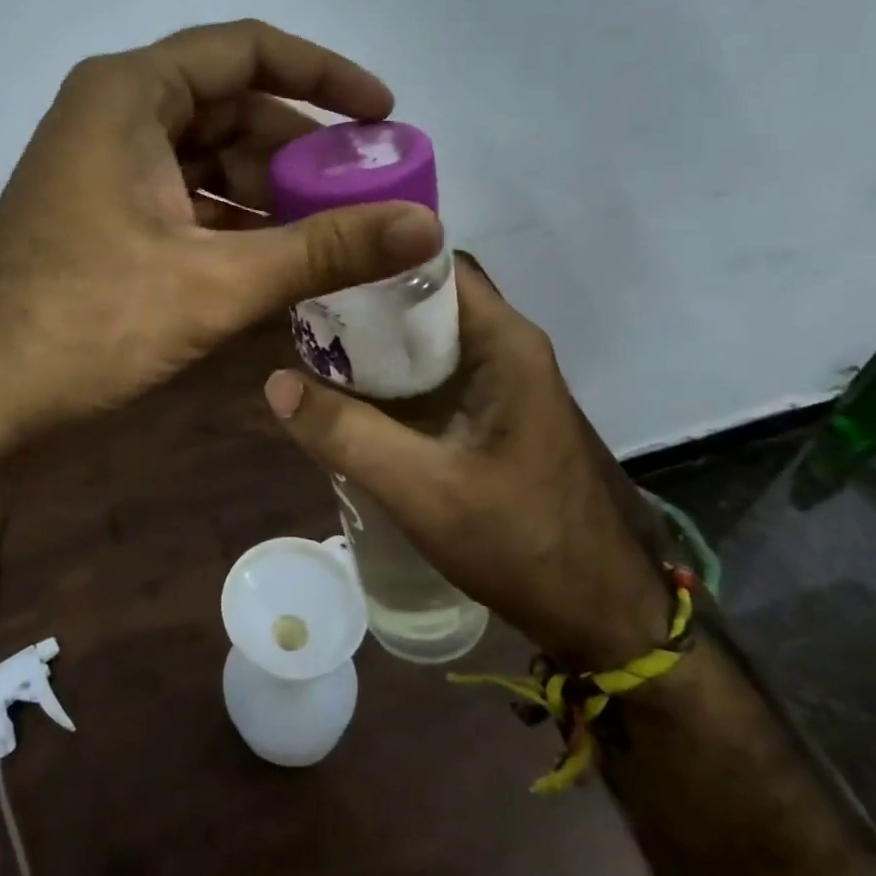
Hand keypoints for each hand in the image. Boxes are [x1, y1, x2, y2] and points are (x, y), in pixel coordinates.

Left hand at [0, 18, 444, 468]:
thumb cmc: (84, 322)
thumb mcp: (215, 283)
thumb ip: (324, 250)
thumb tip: (427, 225)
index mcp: (130, 93)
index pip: (247, 50)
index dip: (324, 75)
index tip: (383, 114)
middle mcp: (114, 113)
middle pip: (232, 108)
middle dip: (300, 151)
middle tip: (364, 194)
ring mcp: (103, 167)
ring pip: (209, 159)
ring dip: (270, 193)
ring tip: (332, 236)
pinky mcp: (101, 215)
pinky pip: (185, 199)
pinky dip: (233, 223)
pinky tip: (276, 262)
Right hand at [263, 256, 670, 669]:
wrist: (601, 613)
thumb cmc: (521, 543)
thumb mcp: (422, 490)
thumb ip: (346, 435)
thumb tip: (274, 383)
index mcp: (504, 343)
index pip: (433, 266)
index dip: (373, 262)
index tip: (316, 274)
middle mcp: (509, 347)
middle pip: (428, 299)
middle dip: (366, 305)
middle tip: (304, 320)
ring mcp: (506, 381)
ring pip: (431, 338)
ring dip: (379, 344)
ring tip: (316, 354)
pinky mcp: (498, 413)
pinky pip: (439, 374)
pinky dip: (397, 378)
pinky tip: (356, 400)